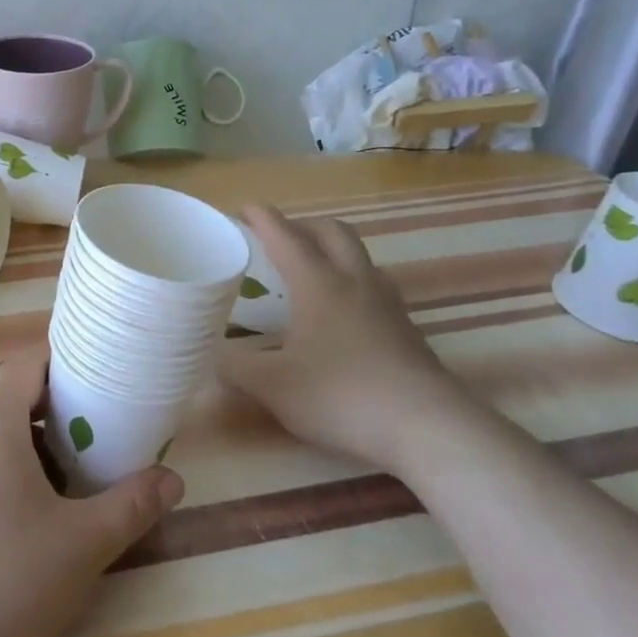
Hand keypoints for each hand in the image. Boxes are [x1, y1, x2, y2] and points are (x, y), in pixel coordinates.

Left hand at [0, 349, 184, 636]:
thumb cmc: (4, 588)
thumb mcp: (83, 546)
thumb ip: (133, 504)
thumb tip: (172, 479)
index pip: (29, 364)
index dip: (65, 372)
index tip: (97, 397)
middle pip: (2, 396)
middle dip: (43, 416)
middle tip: (81, 454)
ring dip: (10, 443)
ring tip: (43, 491)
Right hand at [221, 205, 473, 473]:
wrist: (428, 428)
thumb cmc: (342, 395)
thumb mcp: (273, 386)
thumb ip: (235, 367)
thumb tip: (209, 354)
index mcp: (318, 284)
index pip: (286, 236)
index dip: (262, 218)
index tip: (243, 208)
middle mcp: (354, 282)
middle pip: (332, 232)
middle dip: (302, 225)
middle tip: (278, 238)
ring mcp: (387, 304)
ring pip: (359, 256)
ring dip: (332, 250)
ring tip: (311, 271)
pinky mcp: (407, 329)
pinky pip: (374, 286)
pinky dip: (351, 282)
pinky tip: (343, 313)